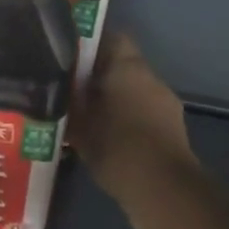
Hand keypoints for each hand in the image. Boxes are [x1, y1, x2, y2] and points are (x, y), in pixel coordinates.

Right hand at [72, 33, 196, 228]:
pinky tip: (105, 138)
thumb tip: (57, 86)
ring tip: (83, 116)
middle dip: (96, 76)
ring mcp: (166, 104)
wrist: (162, 190)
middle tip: (68, 89)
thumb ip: (68, 100)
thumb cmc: (117, 147)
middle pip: (121, 66)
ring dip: (112, 100)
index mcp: (129, 67)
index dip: (88, 44)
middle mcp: (151, 79)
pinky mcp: (171, 130)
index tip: (67, 56)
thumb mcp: (79, 124)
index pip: (111, 38)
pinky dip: (125, 120)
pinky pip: (142, 114)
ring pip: (131, 91)